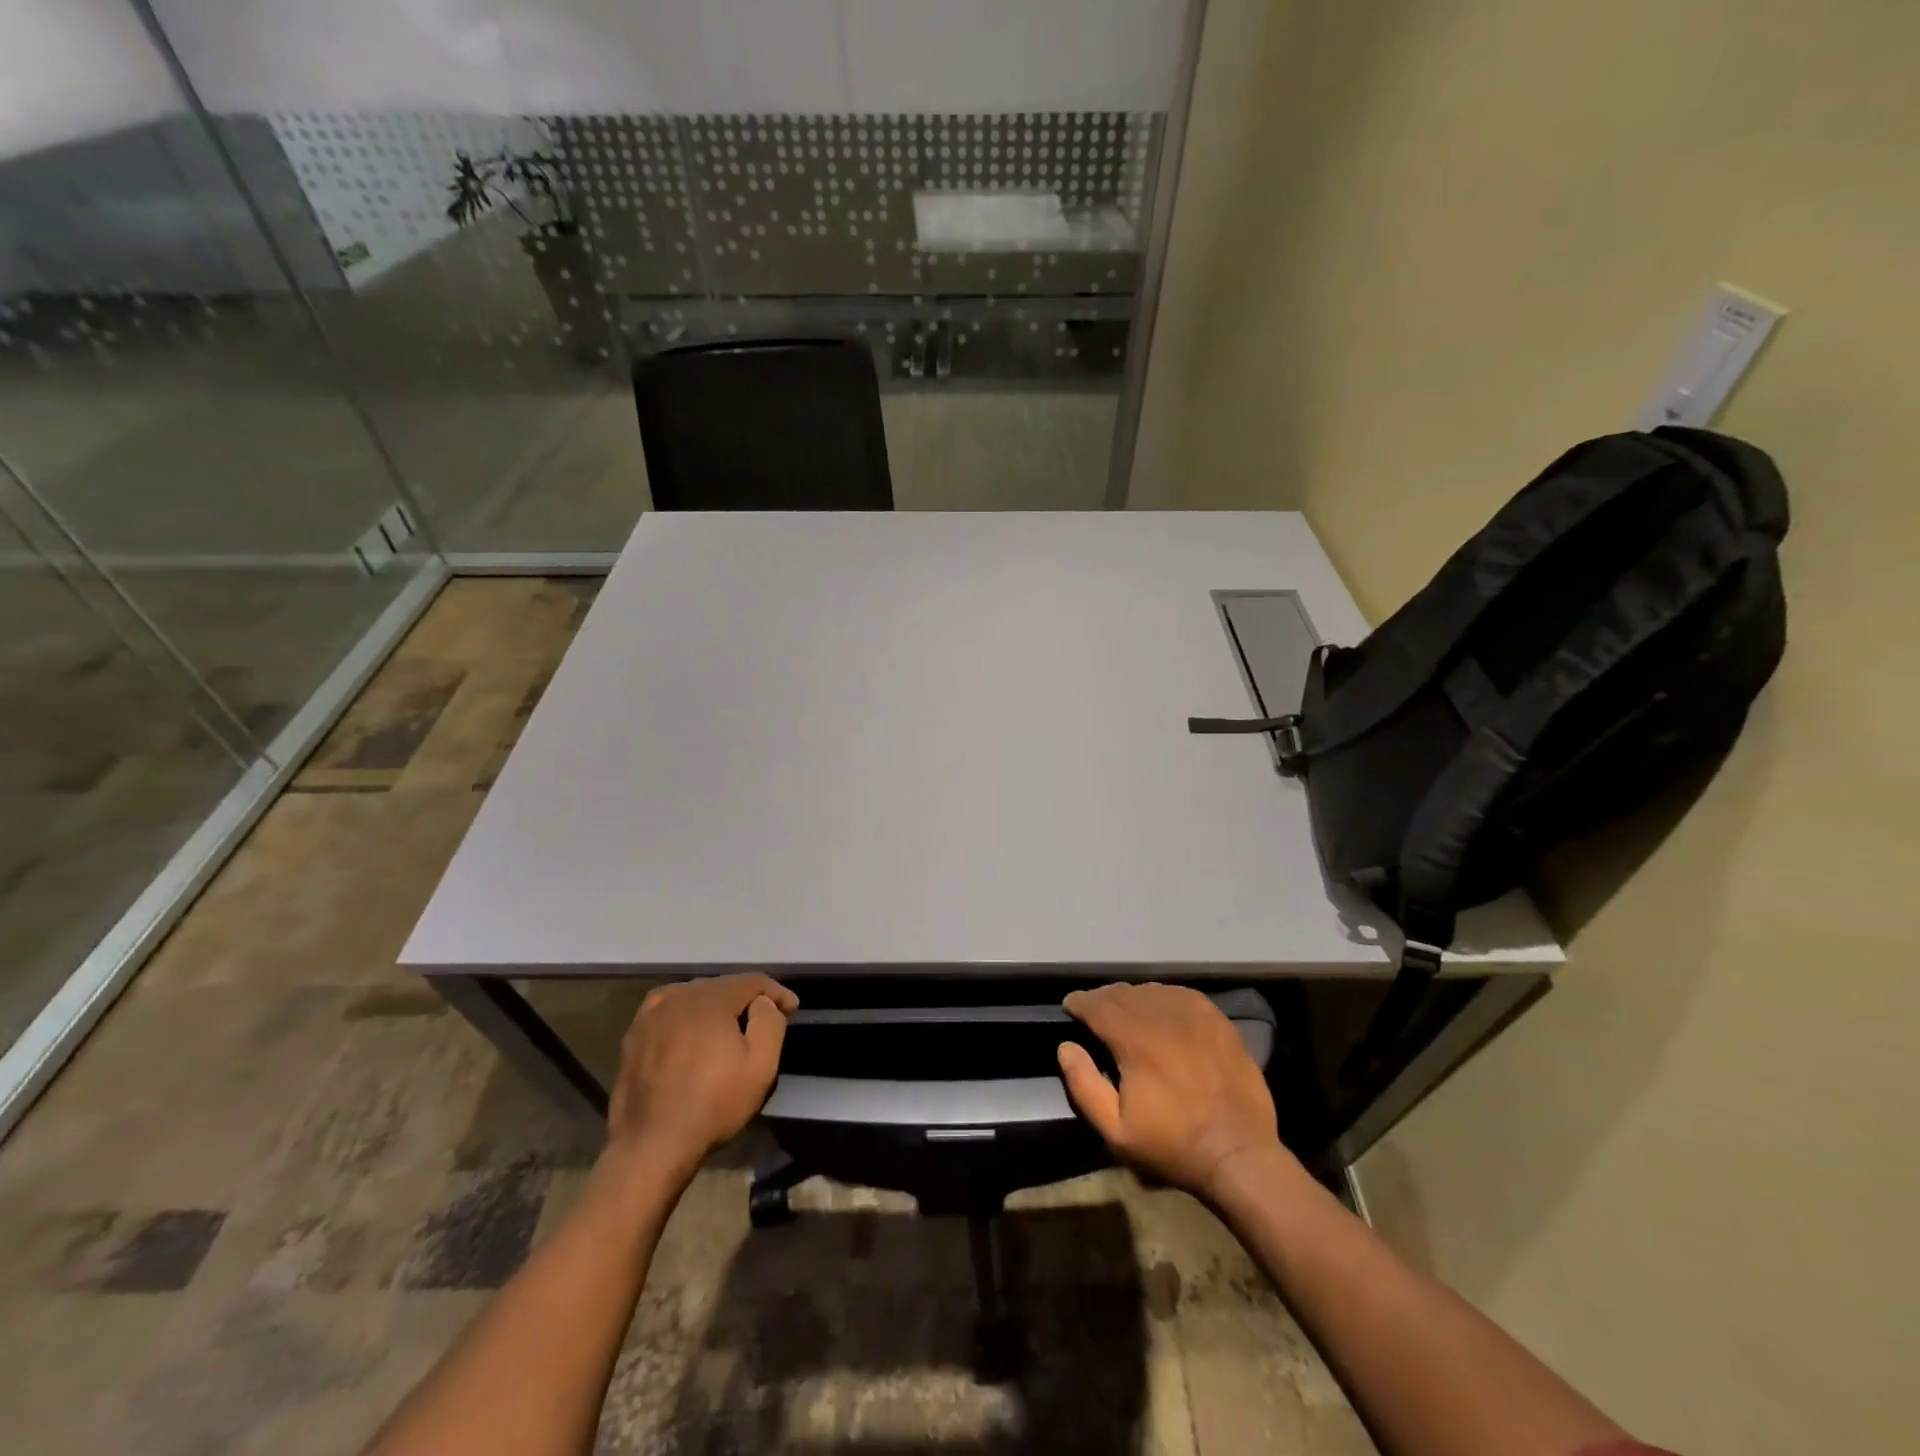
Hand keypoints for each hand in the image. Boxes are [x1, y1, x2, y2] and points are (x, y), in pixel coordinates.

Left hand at [606, 973, 797, 1179]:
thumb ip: (769, 1021)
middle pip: (722, 986)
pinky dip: (687, 1016)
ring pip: (694, 997)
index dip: (776, 992)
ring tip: (729, 1027)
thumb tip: (761, 1002)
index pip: (752, 981)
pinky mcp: (634, 1036)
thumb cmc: (713, 1105)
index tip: (792, 1009)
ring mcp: (650, 1015)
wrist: (651, 1146)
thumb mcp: (761, 1065)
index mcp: (709, 998)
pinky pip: (669, 1011)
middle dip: (746, 999)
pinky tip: (691, 1032)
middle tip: (764, 1019)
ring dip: (716, 1006)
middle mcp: (677, 995)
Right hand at [1059, 982, 1284, 1198]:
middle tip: (1094, 1010)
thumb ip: (1084, 1086)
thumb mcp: (1116, 1131)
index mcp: (1134, 1040)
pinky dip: (1164, 997)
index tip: (1070, 1006)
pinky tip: (1162, 1009)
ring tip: (1126, 1010)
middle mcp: (1162, 1017)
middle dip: (1103, 998)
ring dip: (1133, 997)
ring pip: (1152, 991)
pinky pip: (1182, 995)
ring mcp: (1194, 1016)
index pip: (1097, 1005)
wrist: (1238, 1153)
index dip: (1079, 1002)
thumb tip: (1066, 1047)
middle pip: (1123, 993)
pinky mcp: (1218, 1021)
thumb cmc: (1172, 1145)